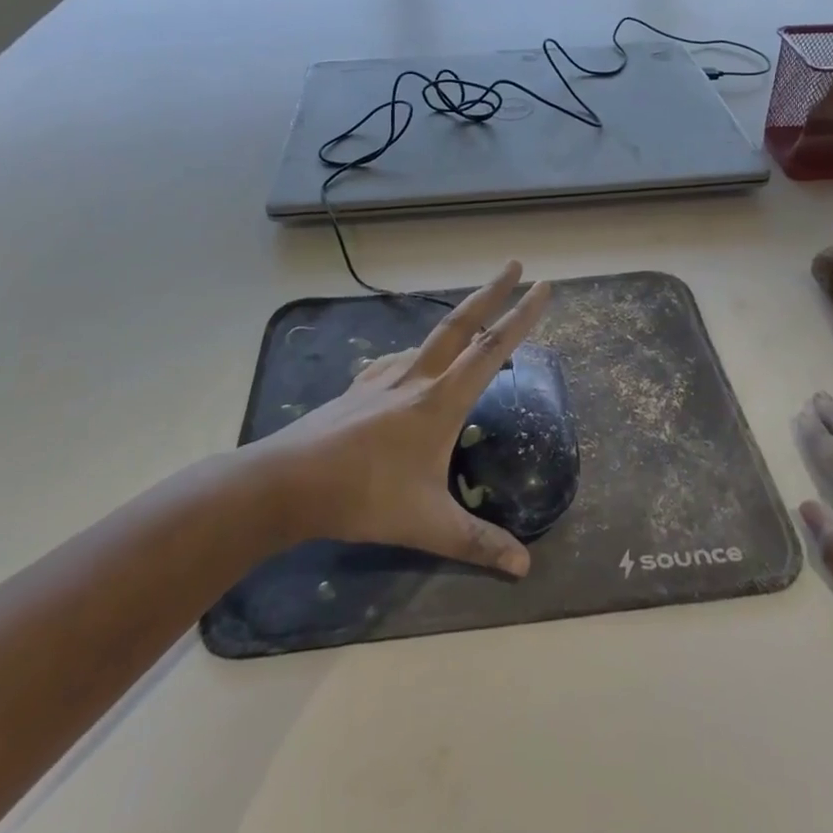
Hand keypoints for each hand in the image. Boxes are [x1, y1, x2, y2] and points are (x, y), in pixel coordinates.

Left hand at [254, 262, 551, 576]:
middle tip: (514, 264)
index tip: (543, 287)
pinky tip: (412, 365)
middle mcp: (416, 377)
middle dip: (491, 291)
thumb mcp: (427, 525)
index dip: (522, 317)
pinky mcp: (359, 387)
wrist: (289, 482)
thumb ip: (477, 543)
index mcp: (441, 400)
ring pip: (429, 339)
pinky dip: (419, 353)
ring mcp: (383, 378)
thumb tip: (525, 568)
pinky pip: (399, 360)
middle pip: (461, 323)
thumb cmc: (365, 497)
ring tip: (470, 327)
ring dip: (456, 323)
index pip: (492, 349)